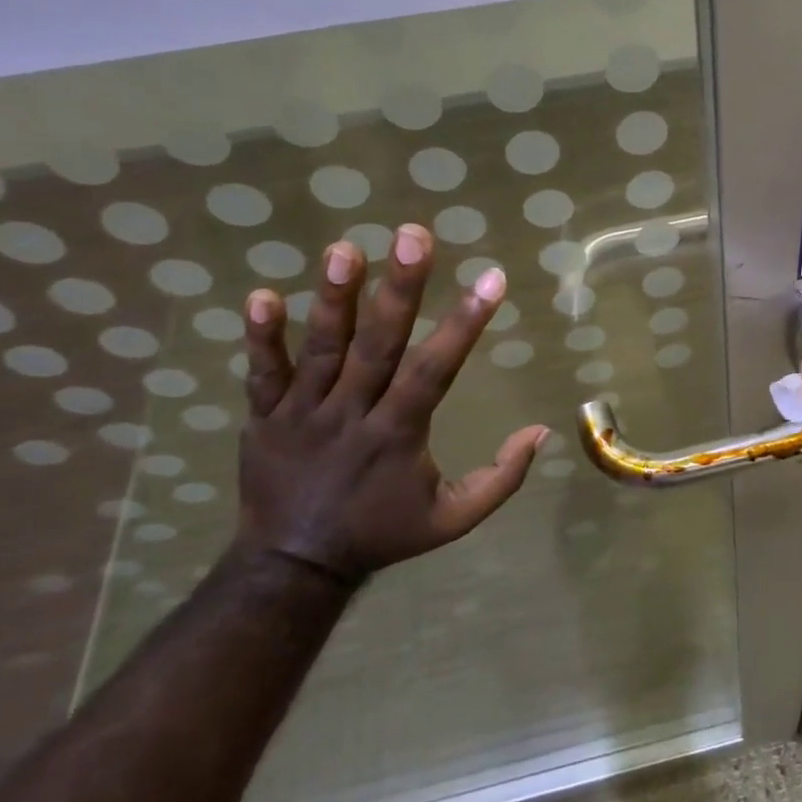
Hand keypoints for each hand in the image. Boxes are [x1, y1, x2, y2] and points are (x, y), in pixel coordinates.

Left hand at [234, 224, 547, 584]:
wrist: (293, 566)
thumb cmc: (382, 533)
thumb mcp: (453, 519)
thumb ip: (501, 478)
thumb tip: (541, 432)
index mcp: (397, 435)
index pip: (434, 371)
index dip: (464, 324)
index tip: (492, 279)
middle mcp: (351, 415)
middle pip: (377, 346)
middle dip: (399, 290)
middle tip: (413, 236)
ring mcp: (302, 414)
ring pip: (320, 350)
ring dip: (333, 300)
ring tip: (344, 249)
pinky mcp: (264, 418)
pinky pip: (262, 374)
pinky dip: (261, 338)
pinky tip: (262, 295)